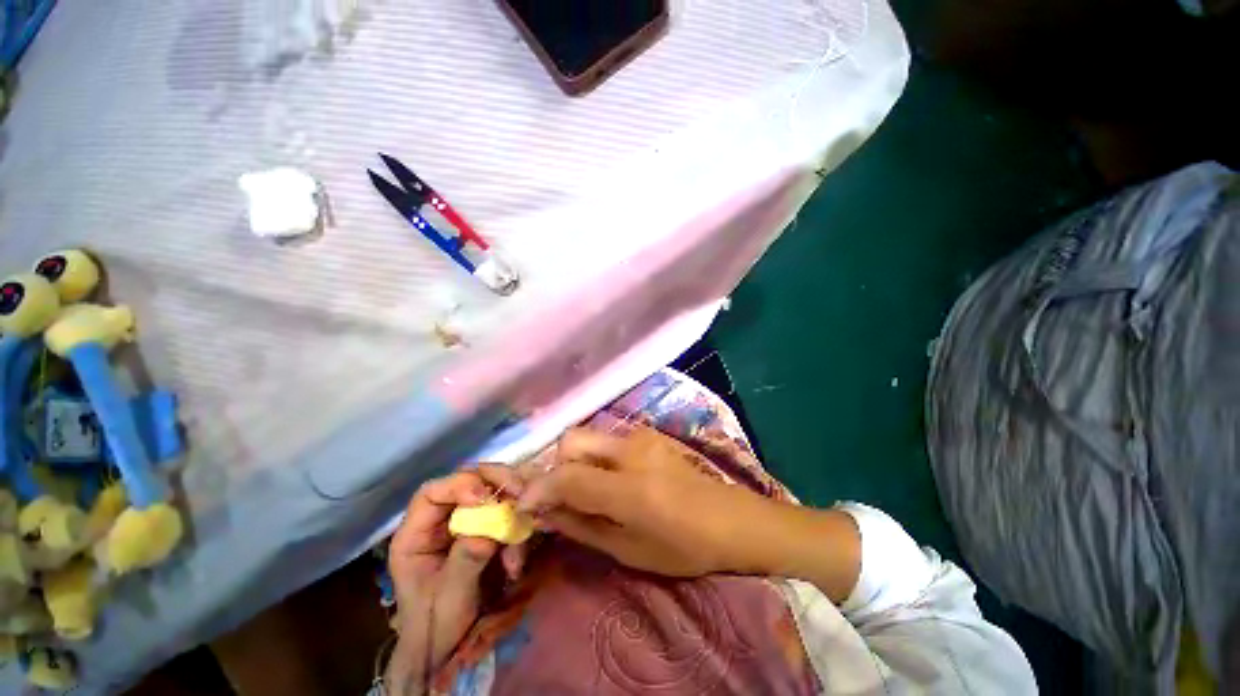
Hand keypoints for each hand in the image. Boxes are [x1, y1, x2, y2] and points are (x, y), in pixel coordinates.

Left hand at [386, 465, 526, 693]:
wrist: (449, 648)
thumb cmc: (436, 626)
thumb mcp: (449, 597)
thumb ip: (466, 560)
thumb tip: (489, 529)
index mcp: (416, 534)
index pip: (433, 493)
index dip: (459, 485)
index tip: (485, 496)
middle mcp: (441, 521)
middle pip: (469, 482)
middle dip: (497, 486)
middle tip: (520, 494)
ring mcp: (466, 523)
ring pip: (494, 496)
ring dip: (512, 514)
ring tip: (518, 549)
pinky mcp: (486, 530)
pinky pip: (507, 517)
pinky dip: (517, 534)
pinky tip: (516, 563)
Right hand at [516, 425, 767, 577]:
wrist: (731, 518)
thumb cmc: (684, 546)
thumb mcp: (628, 550)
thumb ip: (582, 526)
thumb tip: (545, 513)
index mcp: (629, 487)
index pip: (566, 476)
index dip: (538, 489)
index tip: (525, 506)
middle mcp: (631, 450)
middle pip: (571, 439)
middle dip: (557, 465)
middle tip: (563, 494)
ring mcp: (642, 436)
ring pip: (589, 436)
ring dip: (577, 460)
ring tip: (589, 488)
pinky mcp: (649, 433)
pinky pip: (609, 438)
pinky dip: (597, 455)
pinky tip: (614, 477)